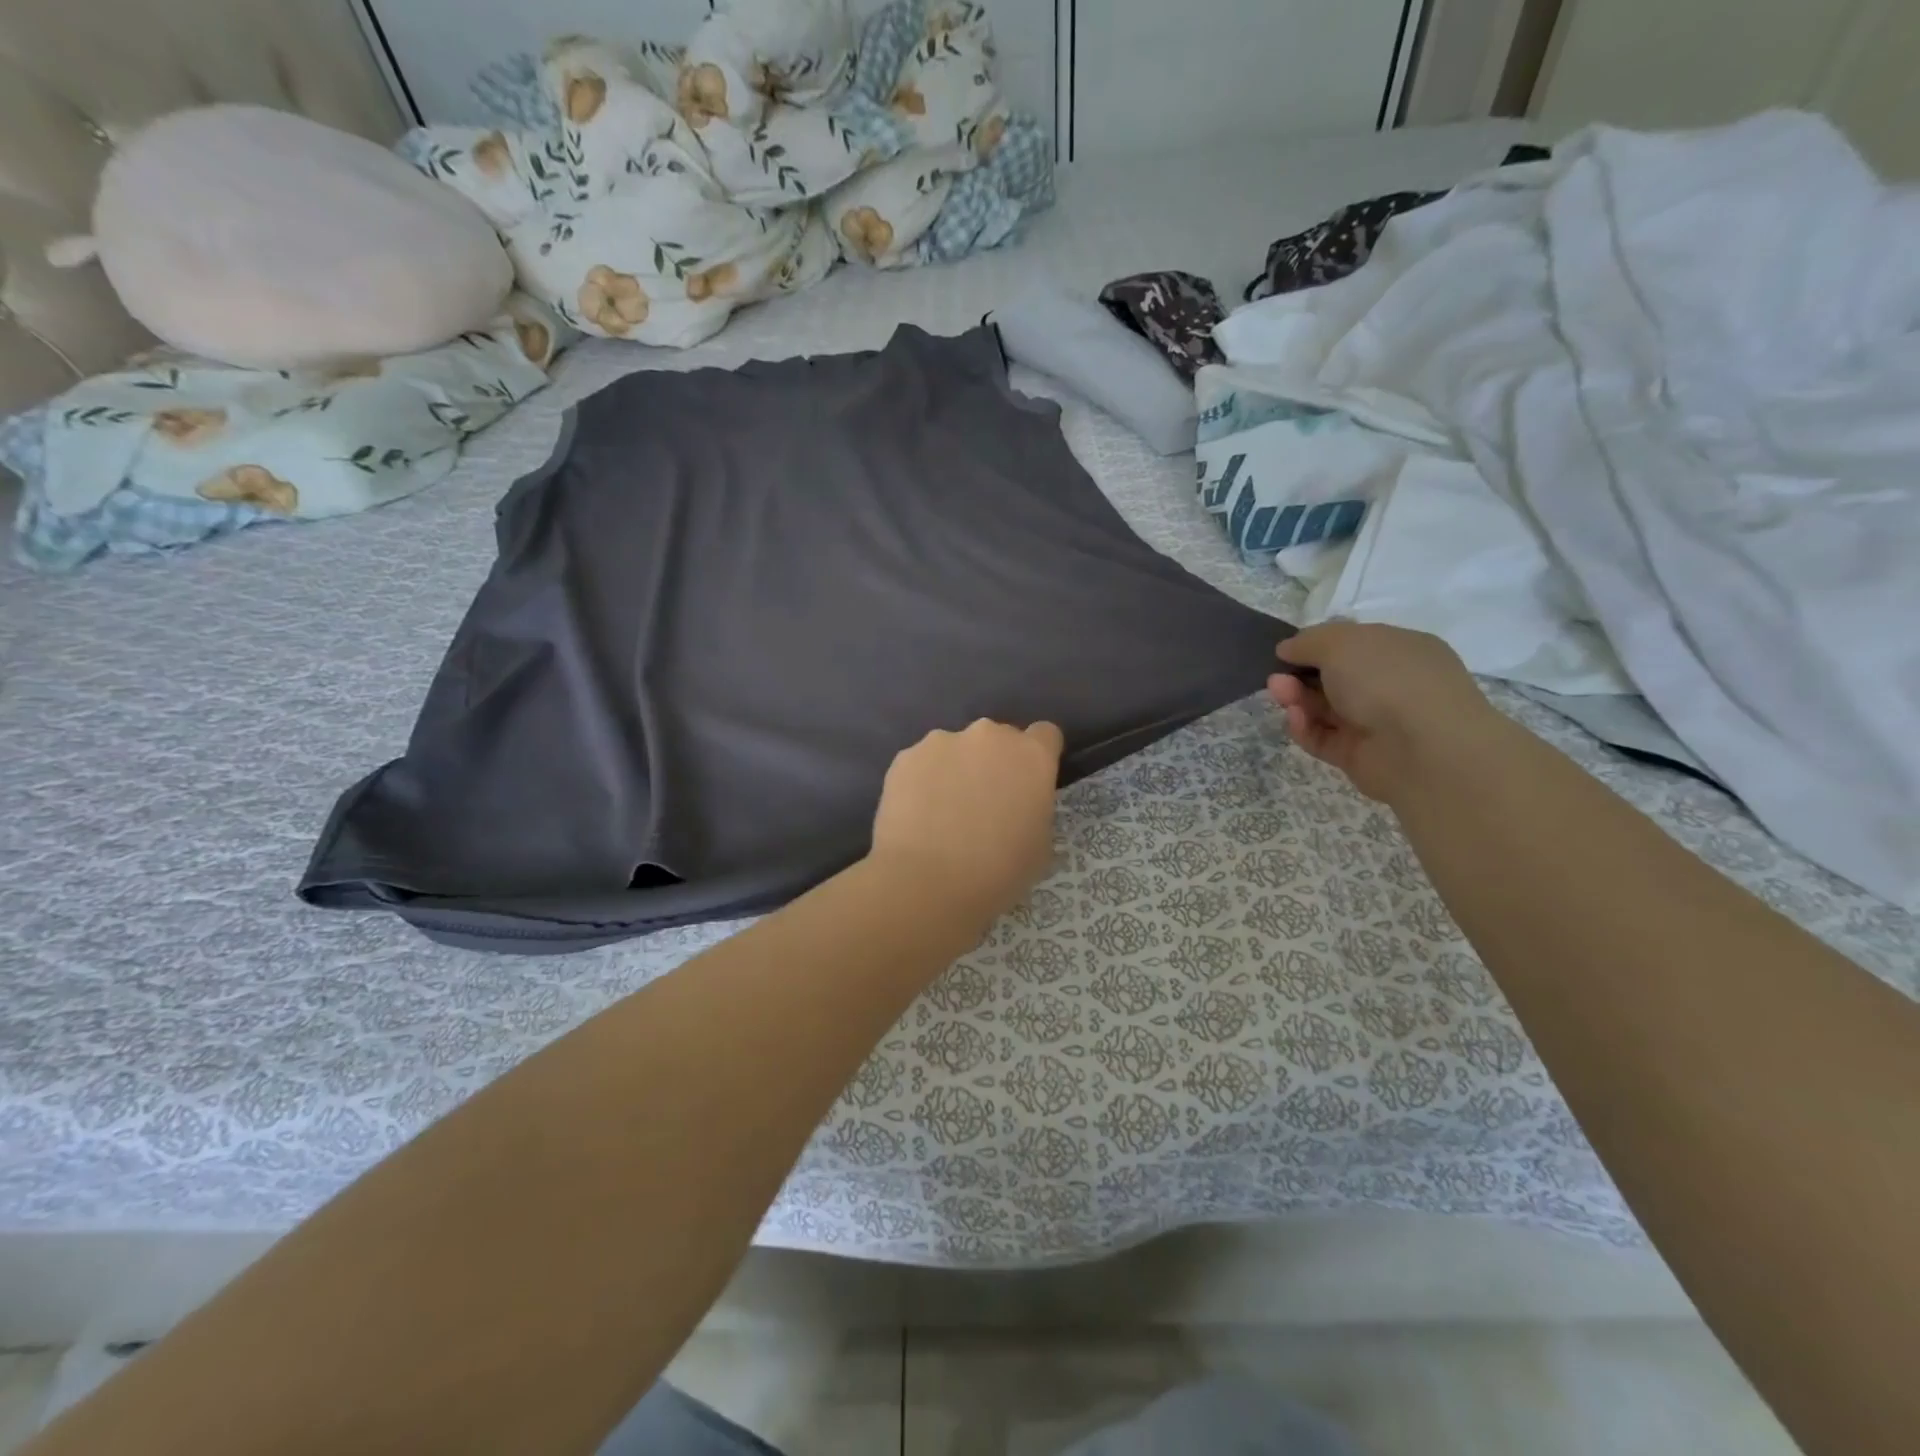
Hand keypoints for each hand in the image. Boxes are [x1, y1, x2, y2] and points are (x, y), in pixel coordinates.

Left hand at [870, 719, 1064, 924]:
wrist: (927, 882)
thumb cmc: (998, 871)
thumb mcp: (1040, 846)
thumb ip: (1034, 809)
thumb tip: (1018, 807)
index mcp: (1031, 755)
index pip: (1045, 735)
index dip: (1037, 757)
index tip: (1028, 783)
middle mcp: (989, 736)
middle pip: (997, 739)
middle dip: (994, 763)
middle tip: (983, 803)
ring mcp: (943, 741)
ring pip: (956, 749)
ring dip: (956, 769)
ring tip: (942, 812)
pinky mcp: (905, 756)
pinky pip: (921, 763)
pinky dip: (923, 781)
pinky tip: (917, 815)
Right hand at [1268, 622, 1494, 803]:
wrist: (1423, 748)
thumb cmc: (1387, 679)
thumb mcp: (1341, 642)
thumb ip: (1308, 641)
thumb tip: (1287, 648)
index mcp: (1400, 650)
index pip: (1354, 644)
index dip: (1318, 646)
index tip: (1286, 651)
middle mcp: (1392, 685)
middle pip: (1335, 678)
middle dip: (1301, 675)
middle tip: (1276, 677)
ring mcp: (1377, 722)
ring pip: (1326, 708)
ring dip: (1297, 699)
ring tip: (1279, 693)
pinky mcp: (1360, 755)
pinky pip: (1324, 738)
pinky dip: (1305, 728)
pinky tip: (1295, 719)